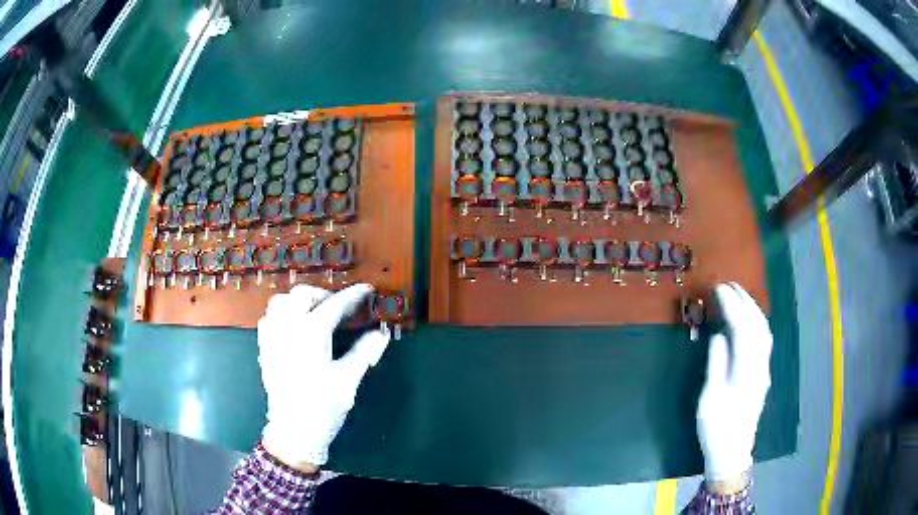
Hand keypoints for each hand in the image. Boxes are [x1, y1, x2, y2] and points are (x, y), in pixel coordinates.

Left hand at [258, 284, 389, 470]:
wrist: (294, 431)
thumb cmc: (323, 407)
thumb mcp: (347, 380)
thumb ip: (364, 353)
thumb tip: (381, 334)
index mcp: (310, 334)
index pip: (334, 305)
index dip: (353, 296)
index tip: (366, 290)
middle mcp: (287, 329)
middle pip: (302, 295)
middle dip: (322, 295)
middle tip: (339, 307)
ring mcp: (272, 338)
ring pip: (280, 302)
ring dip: (298, 301)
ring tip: (314, 313)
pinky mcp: (264, 349)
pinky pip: (269, 318)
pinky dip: (282, 314)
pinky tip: (294, 328)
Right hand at [697, 283, 771, 486]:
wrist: (732, 452)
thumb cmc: (717, 428)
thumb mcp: (710, 399)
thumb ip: (717, 364)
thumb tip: (719, 334)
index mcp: (746, 370)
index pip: (742, 329)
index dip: (732, 305)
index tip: (719, 288)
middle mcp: (760, 365)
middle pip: (758, 325)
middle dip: (745, 300)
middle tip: (729, 283)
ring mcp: (763, 369)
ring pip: (764, 331)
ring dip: (753, 309)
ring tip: (739, 295)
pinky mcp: (762, 374)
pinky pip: (763, 340)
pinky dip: (756, 322)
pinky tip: (749, 319)